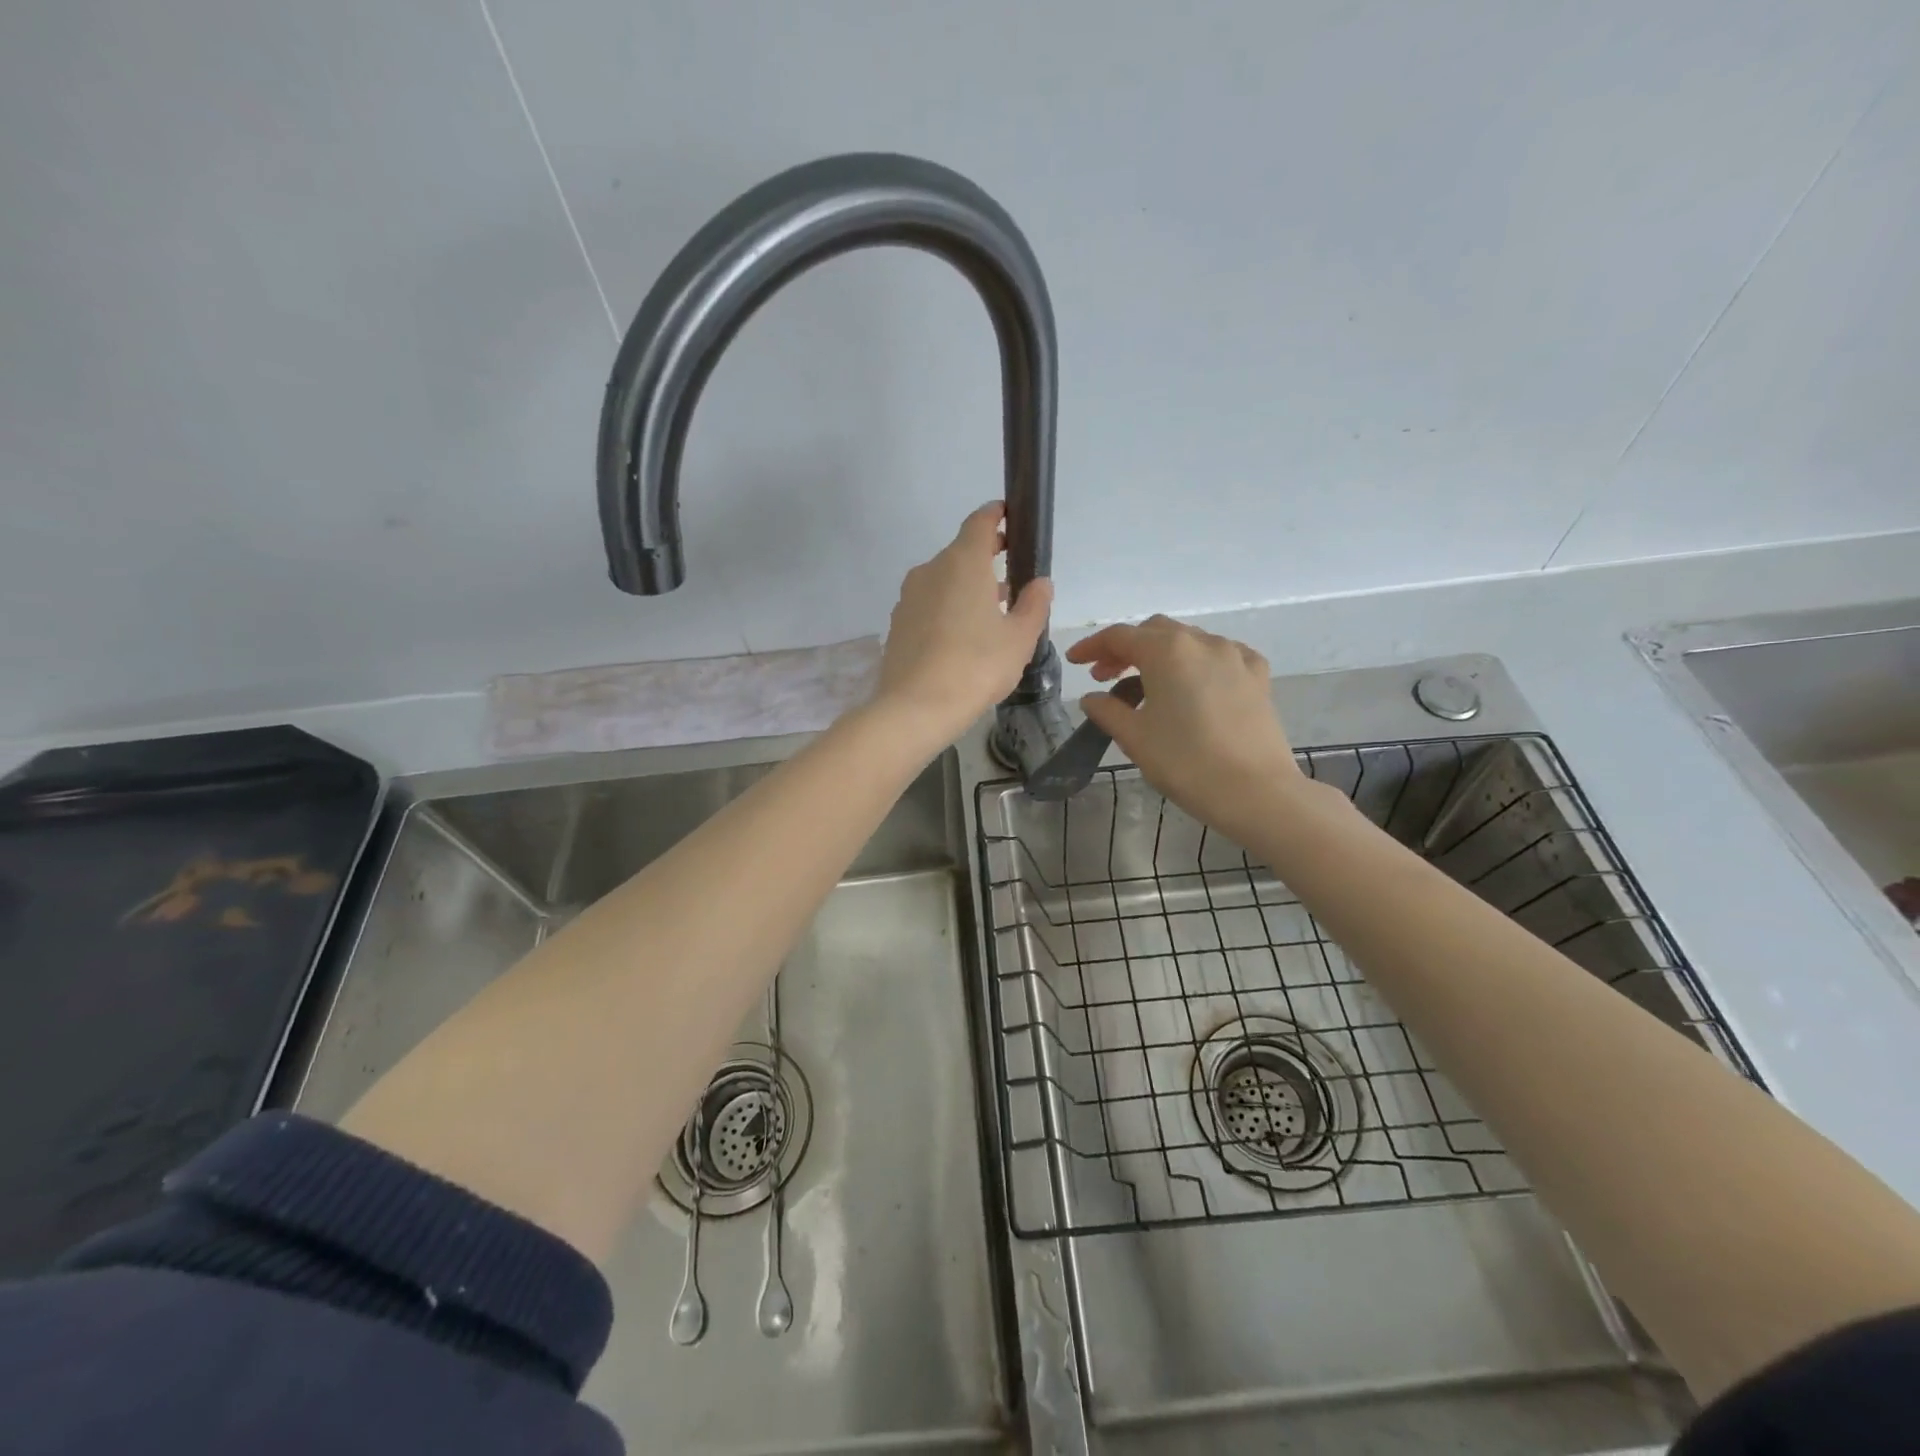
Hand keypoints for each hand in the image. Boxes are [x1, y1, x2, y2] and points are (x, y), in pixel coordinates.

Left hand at [873, 502, 1052, 745]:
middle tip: (1011, 575)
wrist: (915, 708)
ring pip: (943, 580)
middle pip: (961, 552)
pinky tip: (962, 637)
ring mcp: (909, 597)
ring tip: (992, 612)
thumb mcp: (1019, 638)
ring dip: (967, 587)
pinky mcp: (898, 623)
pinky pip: (929, 604)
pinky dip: (948, 608)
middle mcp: (931, 570)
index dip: (996, 516)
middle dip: (986, 558)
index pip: (979, 522)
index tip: (1010, 518)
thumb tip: (1040, 583)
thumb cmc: (976, 667)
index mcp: (963, 563)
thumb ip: (1034, 604)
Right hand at [1067, 615, 1304, 835]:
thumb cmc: (1185, 762)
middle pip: (1154, 632)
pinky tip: (1194, 684)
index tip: (1074, 662)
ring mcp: (1235, 656)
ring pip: (1188, 641)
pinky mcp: (1258, 676)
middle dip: (1126, 649)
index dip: (1092, 647)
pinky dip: (1198, 663)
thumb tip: (1092, 698)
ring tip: (1146, 687)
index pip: (1119, 636)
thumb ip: (1107, 710)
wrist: (1255, 791)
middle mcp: (1202, 642)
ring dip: (1161, 656)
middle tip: (1105, 677)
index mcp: (1167, 650)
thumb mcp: (1134, 737)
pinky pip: (1221, 656)